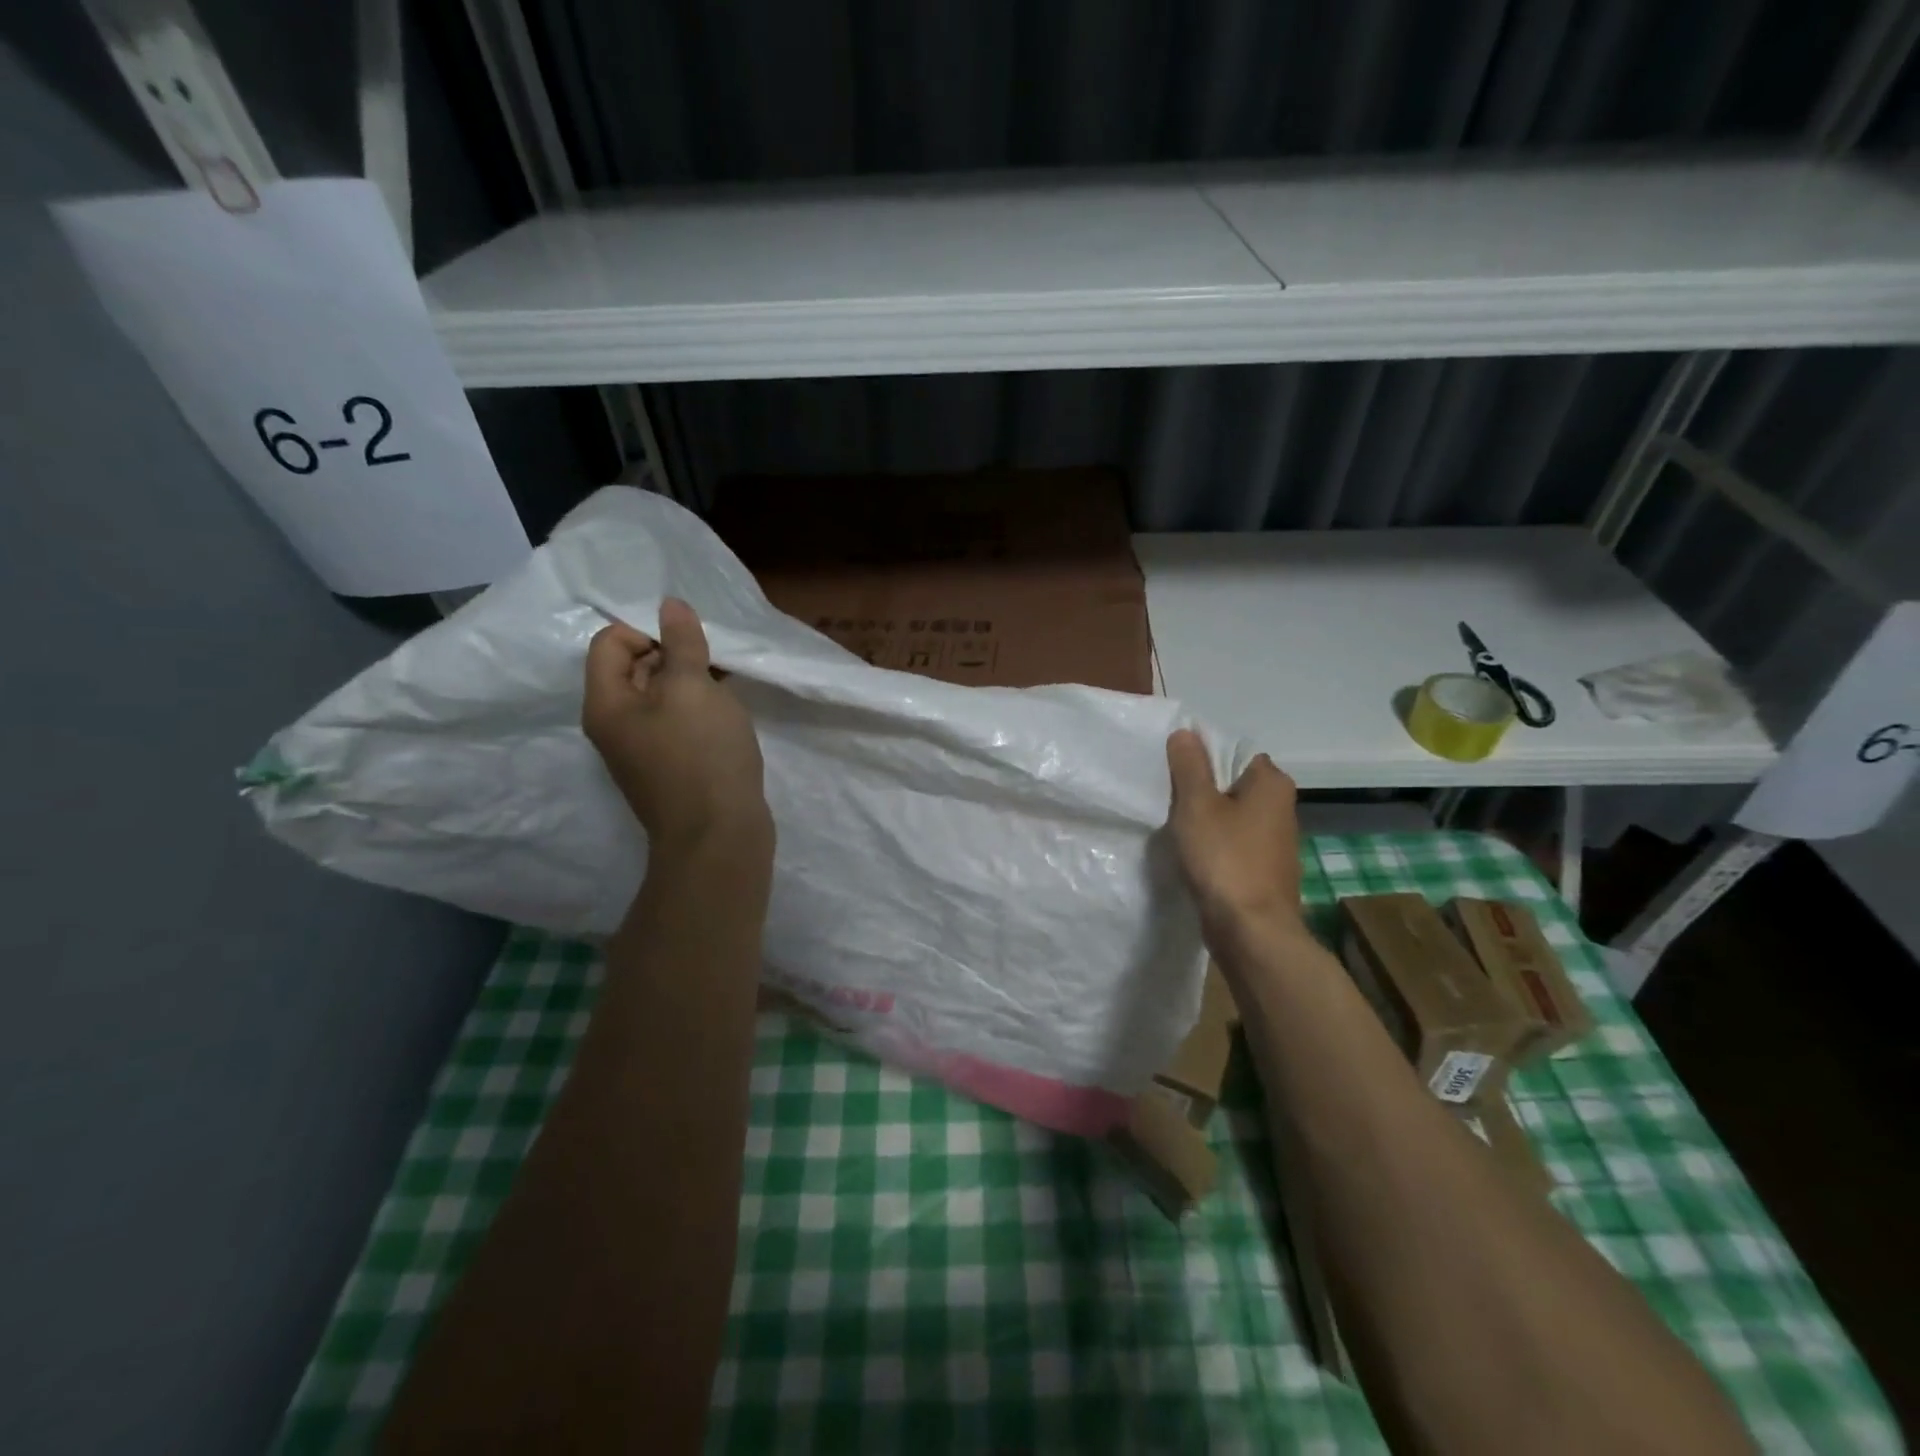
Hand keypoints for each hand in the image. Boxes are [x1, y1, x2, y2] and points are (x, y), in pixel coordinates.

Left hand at [582, 599, 772, 853]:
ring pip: (662, 697)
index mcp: (606, 704)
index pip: (610, 641)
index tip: (690, 645)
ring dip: (691, 683)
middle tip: (712, 664)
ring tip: (726, 686)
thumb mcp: (692, 688)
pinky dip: (699, 710)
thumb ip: (681, 643)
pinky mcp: (670, 768)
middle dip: (674, 655)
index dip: (649, 631)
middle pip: (634, 668)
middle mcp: (615, 726)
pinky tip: (729, 714)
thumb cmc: (702, 755)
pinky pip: (678, 723)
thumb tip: (669, 604)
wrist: (719, 837)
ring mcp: (642, 751)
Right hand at [1165, 729, 1304, 937]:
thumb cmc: (1225, 859)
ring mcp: (1276, 842)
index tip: (1175, 774)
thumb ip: (1189, 766)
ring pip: (1233, 817)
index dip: (1203, 760)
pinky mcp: (1265, 870)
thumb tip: (1185, 732)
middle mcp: (1282, 808)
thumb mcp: (1197, 805)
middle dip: (1203, 791)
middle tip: (1170, 800)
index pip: (1235, 753)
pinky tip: (1194, 857)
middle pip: (1233, 785)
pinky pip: (1234, 845)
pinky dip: (1215, 846)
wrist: (1250, 931)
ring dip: (1207, 821)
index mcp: (1272, 783)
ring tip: (1177, 829)